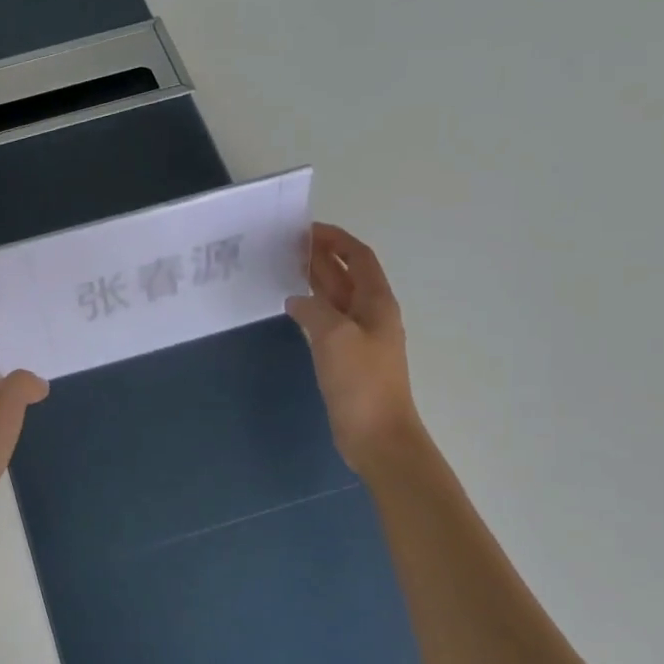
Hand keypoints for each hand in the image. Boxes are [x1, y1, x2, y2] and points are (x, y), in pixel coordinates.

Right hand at [286, 223, 423, 479]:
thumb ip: (314, 310)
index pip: (359, 258)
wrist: (377, 435)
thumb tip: (297, 300)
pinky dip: (311, 307)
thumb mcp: (335, 337)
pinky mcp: (346, 359)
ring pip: (336, 297)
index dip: (336, 240)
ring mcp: (359, 338)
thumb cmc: (361, 383)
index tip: (307, 228)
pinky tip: (293, 309)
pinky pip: (328, 321)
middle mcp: (371, 315)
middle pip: (347, 275)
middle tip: (288, 245)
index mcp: (377, 303)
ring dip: (315, 280)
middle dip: (322, 256)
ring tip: (285, 268)